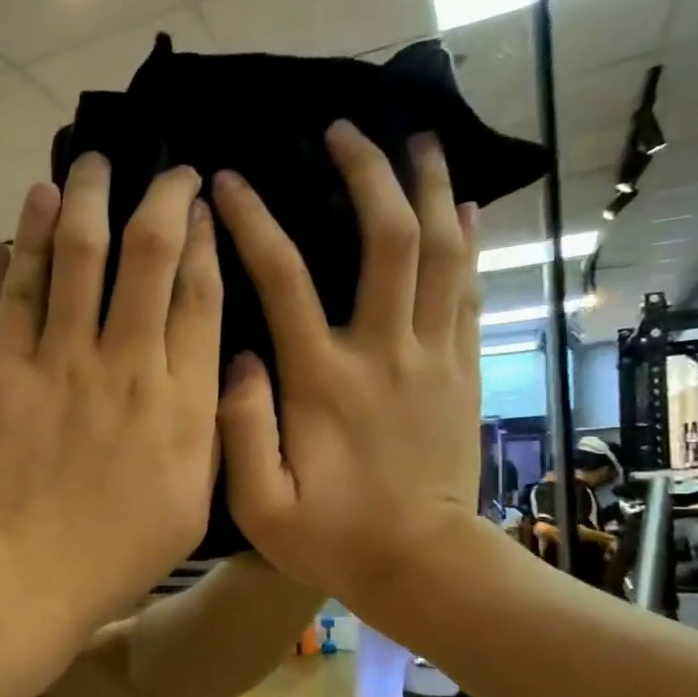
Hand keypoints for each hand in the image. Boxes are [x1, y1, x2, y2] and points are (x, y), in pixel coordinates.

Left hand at [0, 155, 221, 636]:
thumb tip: (225, 367)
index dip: (206, 241)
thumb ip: (215, 428)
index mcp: (183, 399)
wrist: (26, 574)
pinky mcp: (7, 367)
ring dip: (90, 196)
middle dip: (162, 198)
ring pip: (82, 253)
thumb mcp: (194, 500)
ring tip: (94, 160)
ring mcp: (63, 360)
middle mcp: (128, 362)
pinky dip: (28, 238)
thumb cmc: (118, 553)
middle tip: (166, 170)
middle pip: (150, 253)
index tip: (205, 208)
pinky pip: (21, 288)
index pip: (202, 294)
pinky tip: (37, 201)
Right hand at [213, 124, 482, 622]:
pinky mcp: (462, 370)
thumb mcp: (260, 505)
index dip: (252, 219)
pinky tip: (462, 206)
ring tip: (417, 140)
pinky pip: (469, 289)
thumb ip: (239, 430)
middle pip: (386, 239)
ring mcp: (431, 357)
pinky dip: (467, 240)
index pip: (282, 276)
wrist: (423, 566)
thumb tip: (237, 355)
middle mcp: (382, 351)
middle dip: (366, 173)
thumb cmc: (332, 539)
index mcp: (322, 379)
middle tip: (345, 130)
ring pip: (442, 250)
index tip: (228, 181)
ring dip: (429, 188)